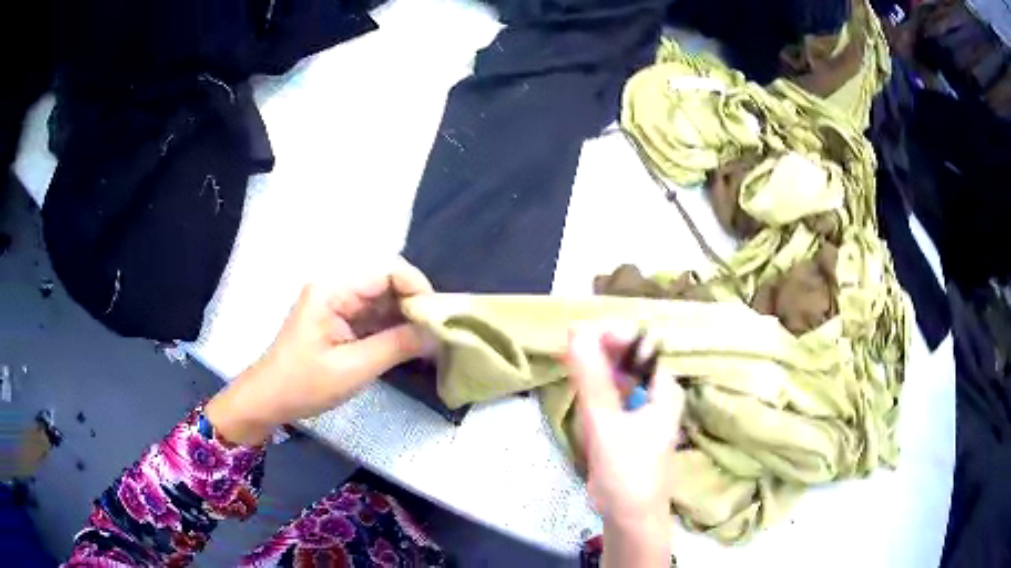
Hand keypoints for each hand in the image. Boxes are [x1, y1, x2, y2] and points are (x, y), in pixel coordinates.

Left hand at [206, 258, 434, 445]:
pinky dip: (393, 332)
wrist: (269, 400)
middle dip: (416, 307)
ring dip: (407, 321)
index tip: (439, 317)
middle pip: (387, 286)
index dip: (417, 288)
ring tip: (432, 342)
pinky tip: (412, 347)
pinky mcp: (339, 323)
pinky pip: (373, 319)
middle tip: (441, 333)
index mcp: (333, 290)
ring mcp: (337, 306)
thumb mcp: (353, 368)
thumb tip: (437, 334)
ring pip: (383, 303)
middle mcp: (336, 290)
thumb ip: (397, 346)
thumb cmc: (304, 384)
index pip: (386, 272)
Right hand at [565, 327, 683, 565]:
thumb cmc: (627, 471)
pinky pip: (608, 398)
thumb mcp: (607, 424)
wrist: (629, 516)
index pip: (638, 345)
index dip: (608, 334)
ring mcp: (641, 409)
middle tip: (567, 350)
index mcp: (664, 387)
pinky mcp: (626, 424)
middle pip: (625, 359)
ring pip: (613, 378)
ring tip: (571, 371)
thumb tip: (577, 332)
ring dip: (591, 373)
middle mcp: (657, 393)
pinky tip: (580, 399)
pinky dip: (592, 394)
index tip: (575, 333)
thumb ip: (592, 379)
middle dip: (597, 353)